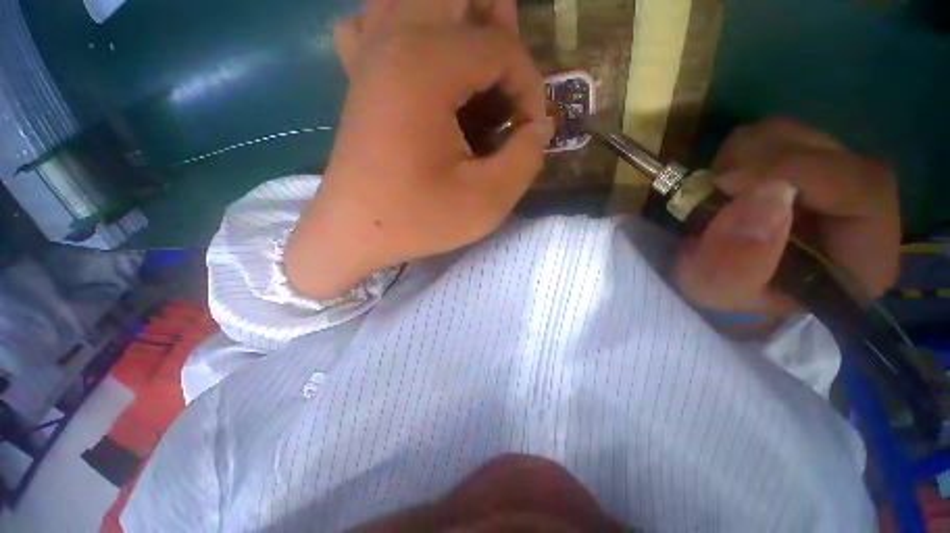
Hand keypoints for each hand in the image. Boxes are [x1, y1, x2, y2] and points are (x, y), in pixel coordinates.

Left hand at [286, 0, 550, 299]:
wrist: (355, 233)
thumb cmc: (418, 220)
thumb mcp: (487, 201)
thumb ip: (527, 157)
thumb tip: (538, 127)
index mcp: (425, 66)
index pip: (501, 47)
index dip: (530, 87)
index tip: (530, 131)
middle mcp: (392, 39)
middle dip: (497, 29)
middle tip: (507, 83)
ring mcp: (369, 53)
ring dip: (458, 20)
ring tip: (477, 70)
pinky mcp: (359, 75)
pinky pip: (378, 21)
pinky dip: (408, 28)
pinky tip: (425, 66)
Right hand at [673, 118, 900, 322]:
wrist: (714, 276)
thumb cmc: (722, 292)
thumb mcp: (718, 289)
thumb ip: (737, 261)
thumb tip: (765, 194)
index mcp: (862, 258)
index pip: (865, 189)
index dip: (800, 171)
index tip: (729, 182)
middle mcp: (862, 213)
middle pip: (833, 154)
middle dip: (763, 161)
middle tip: (714, 187)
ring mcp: (834, 182)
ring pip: (803, 136)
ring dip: (747, 155)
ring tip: (717, 191)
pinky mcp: (805, 166)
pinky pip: (778, 135)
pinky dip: (741, 151)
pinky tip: (725, 182)